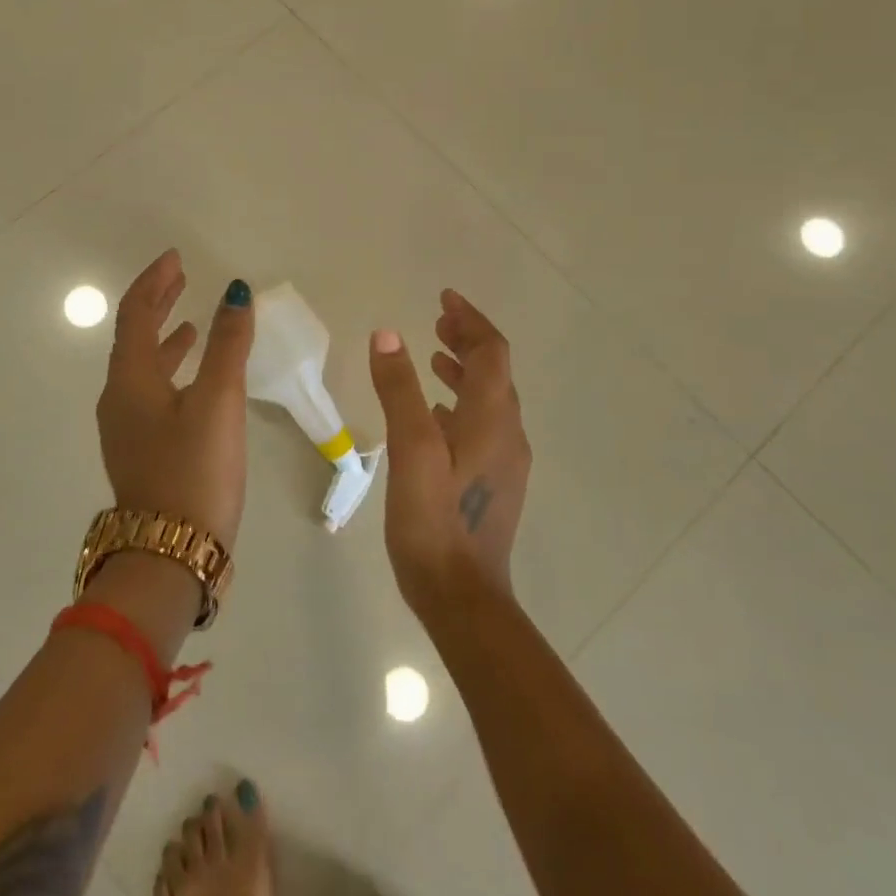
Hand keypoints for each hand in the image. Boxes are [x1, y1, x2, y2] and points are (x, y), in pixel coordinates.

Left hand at [96, 249, 254, 551]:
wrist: (169, 555)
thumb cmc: (194, 471)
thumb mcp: (218, 401)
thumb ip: (229, 345)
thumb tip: (237, 292)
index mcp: (129, 378)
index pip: (135, 313)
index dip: (154, 281)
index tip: (176, 258)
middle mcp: (118, 397)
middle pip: (133, 335)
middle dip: (157, 302)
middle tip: (181, 277)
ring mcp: (126, 426)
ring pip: (143, 366)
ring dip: (165, 336)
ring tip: (191, 323)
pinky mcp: (141, 449)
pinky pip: (151, 391)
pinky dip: (171, 370)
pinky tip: (195, 379)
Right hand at [368, 289, 530, 620]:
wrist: (463, 598)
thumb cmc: (434, 521)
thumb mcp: (410, 449)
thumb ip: (399, 390)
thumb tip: (388, 334)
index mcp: (492, 419)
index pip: (491, 352)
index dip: (470, 319)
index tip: (444, 297)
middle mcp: (508, 434)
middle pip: (495, 371)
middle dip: (468, 339)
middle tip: (438, 319)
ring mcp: (505, 461)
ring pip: (490, 398)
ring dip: (465, 369)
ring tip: (434, 355)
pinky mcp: (494, 482)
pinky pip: (483, 424)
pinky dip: (462, 402)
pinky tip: (436, 412)